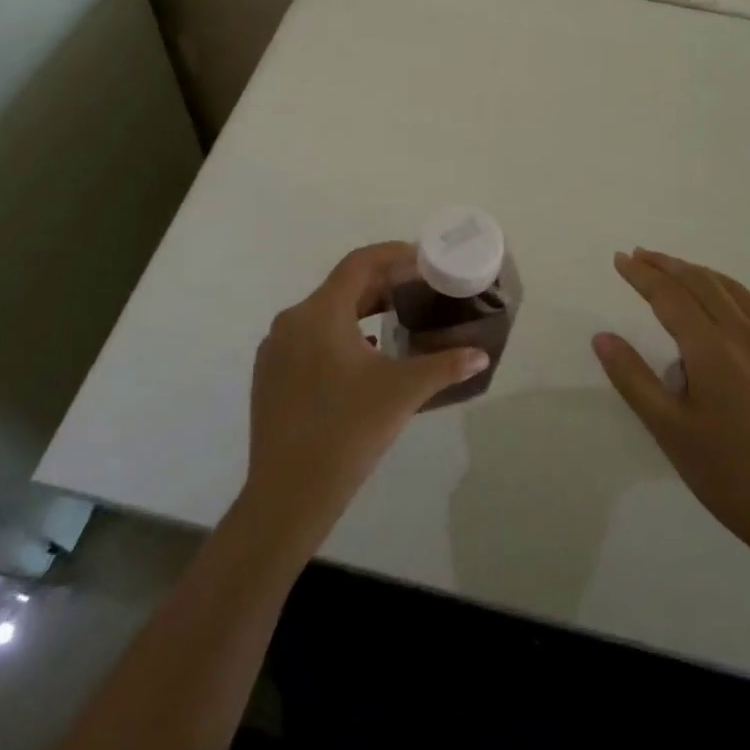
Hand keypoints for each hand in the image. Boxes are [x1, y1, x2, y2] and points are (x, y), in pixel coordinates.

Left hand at [243, 242, 488, 548]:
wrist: (288, 494)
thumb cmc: (348, 431)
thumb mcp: (403, 392)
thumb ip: (444, 366)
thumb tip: (481, 355)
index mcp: (320, 313)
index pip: (359, 263)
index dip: (392, 254)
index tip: (421, 258)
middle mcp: (292, 321)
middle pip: (342, 287)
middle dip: (381, 284)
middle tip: (418, 289)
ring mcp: (275, 349)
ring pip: (324, 313)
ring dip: (360, 310)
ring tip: (396, 318)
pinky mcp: (269, 375)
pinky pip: (308, 338)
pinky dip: (339, 335)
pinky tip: (364, 355)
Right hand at [592, 249, 749, 561]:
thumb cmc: (730, 475)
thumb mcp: (670, 431)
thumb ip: (633, 378)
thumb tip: (602, 336)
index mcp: (711, 348)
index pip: (669, 295)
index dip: (642, 274)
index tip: (620, 259)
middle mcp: (746, 335)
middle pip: (702, 283)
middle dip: (668, 265)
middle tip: (641, 255)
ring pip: (736, 292)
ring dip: (702, 274)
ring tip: (680, 270)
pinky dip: (740, 296)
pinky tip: (735, 303)